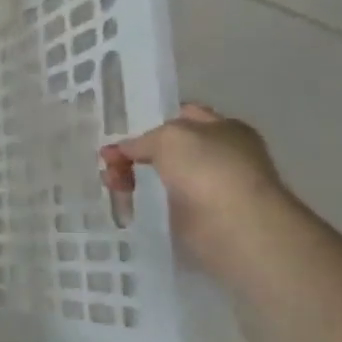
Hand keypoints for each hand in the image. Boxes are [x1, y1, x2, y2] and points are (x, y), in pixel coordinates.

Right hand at [100, 103, 293, 278]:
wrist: (234, 226)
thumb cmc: (209, 169)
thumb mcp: (169, 137)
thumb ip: (141, 140)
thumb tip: (121, 150)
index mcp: (223, 129)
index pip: (182, 115)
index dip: (151, 120)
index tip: (120, 130)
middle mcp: (218, 156)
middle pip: (164, 148)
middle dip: (133, 152)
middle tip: (107, 161)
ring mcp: (206, 188)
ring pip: (157, 176)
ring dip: (130, 177)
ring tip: (110, 183)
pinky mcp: (193, 217)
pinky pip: (157, 203)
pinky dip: (138, 202)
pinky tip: (122, 202)